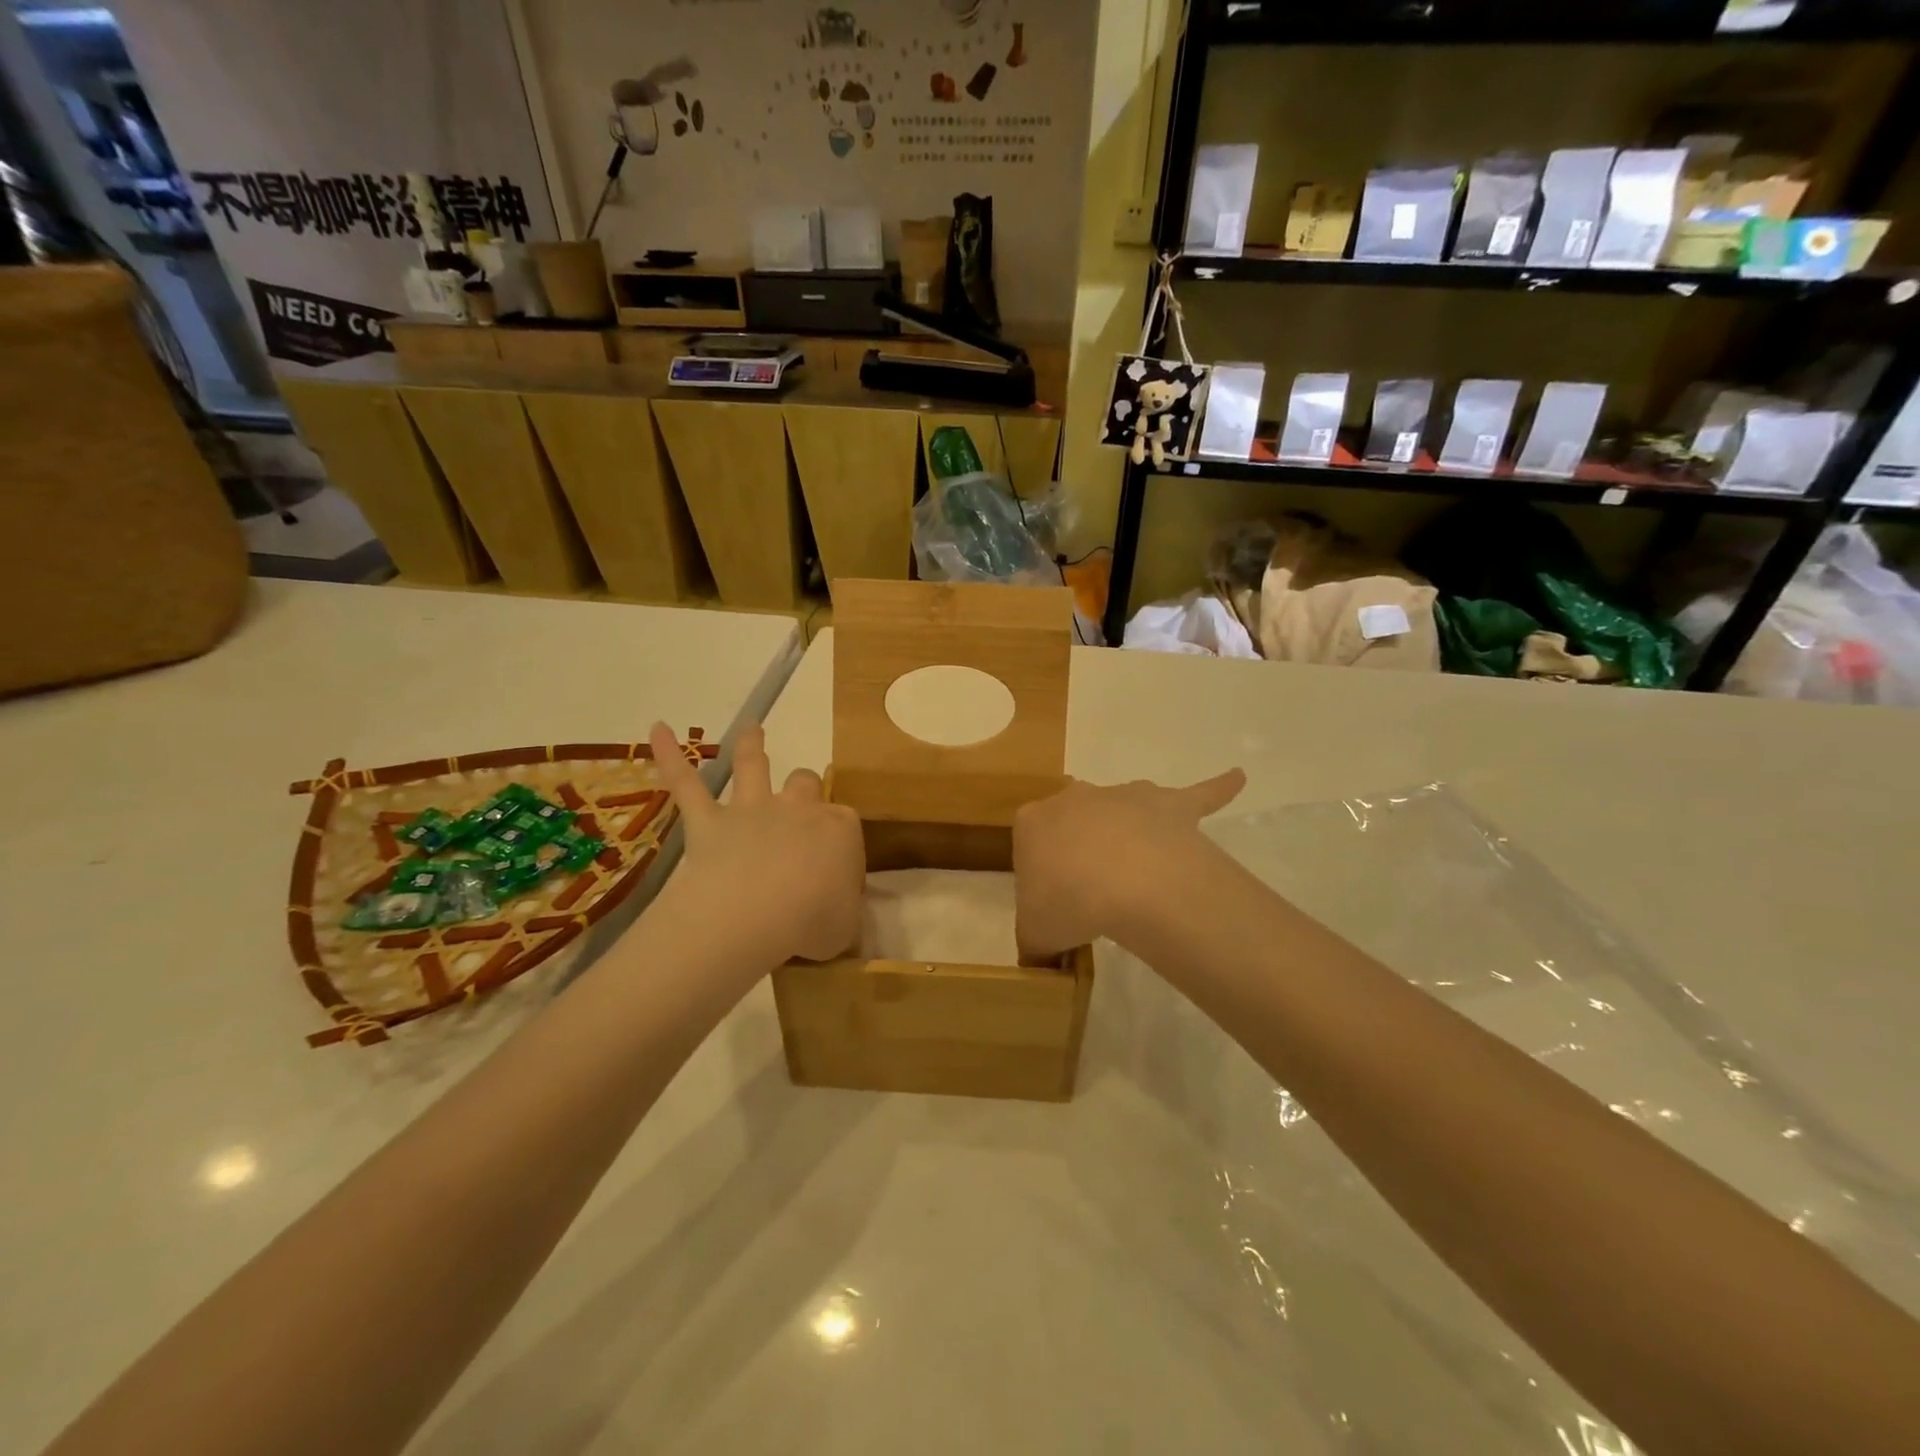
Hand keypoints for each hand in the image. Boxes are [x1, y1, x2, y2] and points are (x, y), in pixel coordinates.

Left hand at [650, 722, 864, 964]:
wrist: (755, 914)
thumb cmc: (812, 922)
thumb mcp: (847, 927)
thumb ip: (846, 912)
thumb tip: (840, 911)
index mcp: (840, 830)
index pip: (846, 824)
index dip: (841, 843)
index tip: (836, 870)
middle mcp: (798, 809)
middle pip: (807, 784)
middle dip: (807, 789)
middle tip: (802, 807)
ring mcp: (751, 810)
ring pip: (753, 766)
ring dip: (752, 746)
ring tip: (752, 728)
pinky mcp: (709, 822)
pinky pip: (685, 783)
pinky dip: (668, 757)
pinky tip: (656, 729)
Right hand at [1013, 769, 1245, 959]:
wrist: (1124, 881)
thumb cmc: (1067, 903)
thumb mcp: (1033, 933)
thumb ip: (1033, 941)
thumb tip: (1040, 957)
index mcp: (1034, 822)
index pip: (1032, 841)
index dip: (1042, 873)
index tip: (1054, 900)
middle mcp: (1075, 798)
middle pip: (1075, 819)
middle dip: (1081, 845)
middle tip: (1091, 888)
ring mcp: (1125, 796)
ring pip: (1126, 804)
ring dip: (1130, 826)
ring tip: (1139, 865)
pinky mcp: (1170, 804)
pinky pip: (1200, 793)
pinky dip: (1218, 788)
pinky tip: (1237, 779)